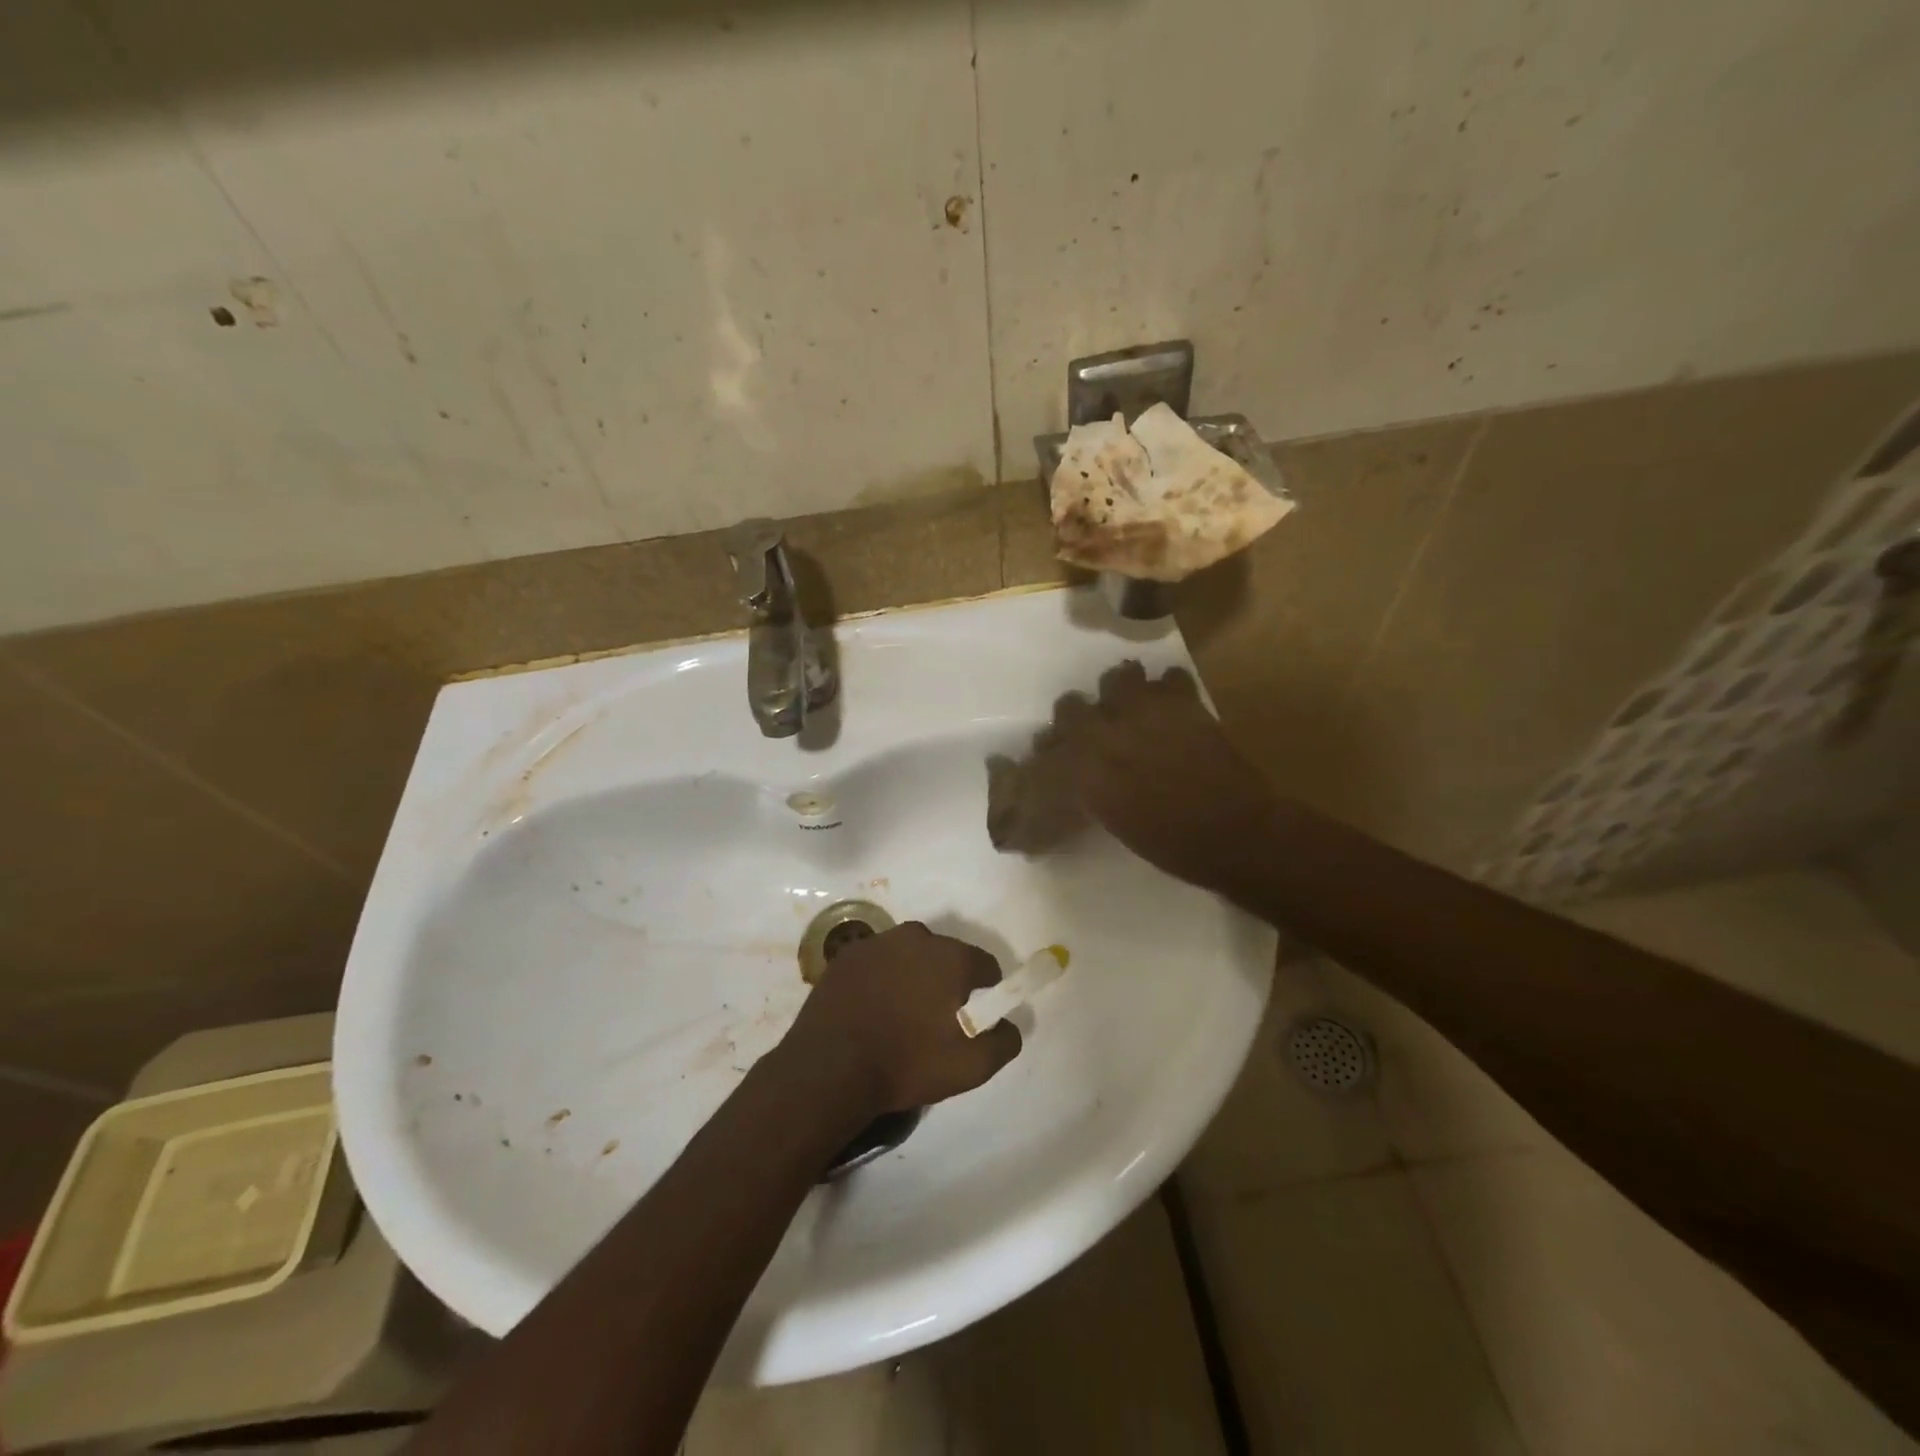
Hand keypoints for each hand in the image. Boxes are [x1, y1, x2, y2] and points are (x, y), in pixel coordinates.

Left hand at [780, 922, 1021, 1113]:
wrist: (830, 1068)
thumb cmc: (907, 1063)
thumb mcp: (970, 1067)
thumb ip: (1003, 1041)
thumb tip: (1010, 1024)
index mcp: (951, 956)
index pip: (985, 965)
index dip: (987, 990)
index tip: (976, 1016)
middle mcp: (916, 936)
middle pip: (946, 955)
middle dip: (948, 980)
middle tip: (937, 1018)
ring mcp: (877, 942)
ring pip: (909, 955)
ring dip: (913, 975)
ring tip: (901, 1014)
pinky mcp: (847, 955)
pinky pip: (878, 962)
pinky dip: (881, 978)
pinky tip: (873, 1009)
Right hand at [1030, 661, 1279, 894]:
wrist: (1232, 833)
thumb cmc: (1171, 843)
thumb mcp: (1115, 820)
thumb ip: (1091, 791)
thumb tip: (1083, 777)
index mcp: (1083, 770)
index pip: (1048, 745)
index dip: (1051, 748)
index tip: (1056, 755)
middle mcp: (1104, 734)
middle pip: (1069, 706)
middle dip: (1076, 716)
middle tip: (1095, 730)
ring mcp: (1144, 712)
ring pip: (1117, 678)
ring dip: (1120, 691)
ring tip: (1132, 708)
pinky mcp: (1183, 703)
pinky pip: (1169, 677)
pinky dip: (1168, 689)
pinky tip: (1172, 707)